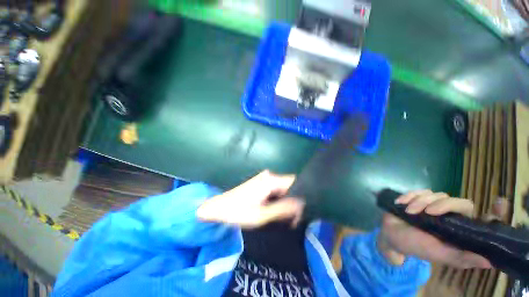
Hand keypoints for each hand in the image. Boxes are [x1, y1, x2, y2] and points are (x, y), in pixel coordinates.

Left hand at [197, 170, 304, 228]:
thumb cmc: (238, 211)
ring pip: (283, 188)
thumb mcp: (261, 215)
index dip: (301, 197)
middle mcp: (269, 176)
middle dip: (294, 201)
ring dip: (287, 201)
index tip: (301, 212)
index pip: (294, 183)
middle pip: (289, 186)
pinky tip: (277, 210)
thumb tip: (301, 204)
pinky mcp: (261, 182)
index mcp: (270, 180)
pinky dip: (279, 199)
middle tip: (294, 219)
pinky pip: (276, 189)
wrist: (219, 206)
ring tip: (286, 217)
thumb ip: (282, 209)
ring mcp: (265, 178)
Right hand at [378, 190, 495, 268]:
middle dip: (443, 204)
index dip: (494, 212)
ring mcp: (434, 205)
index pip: (481, 219)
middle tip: (427, 212)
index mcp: (460, 230)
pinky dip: (410, 196)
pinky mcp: (419, 198)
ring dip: (420, 202)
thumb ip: (461, 258)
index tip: (500, 203)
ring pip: (437, 195)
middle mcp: (451, 216)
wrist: (391, 234)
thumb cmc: (415, 246)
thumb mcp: (438, 255)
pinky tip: (402, 203)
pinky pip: (420, 191)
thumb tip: (490, 261)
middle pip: (460, 202)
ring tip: (408, 212)